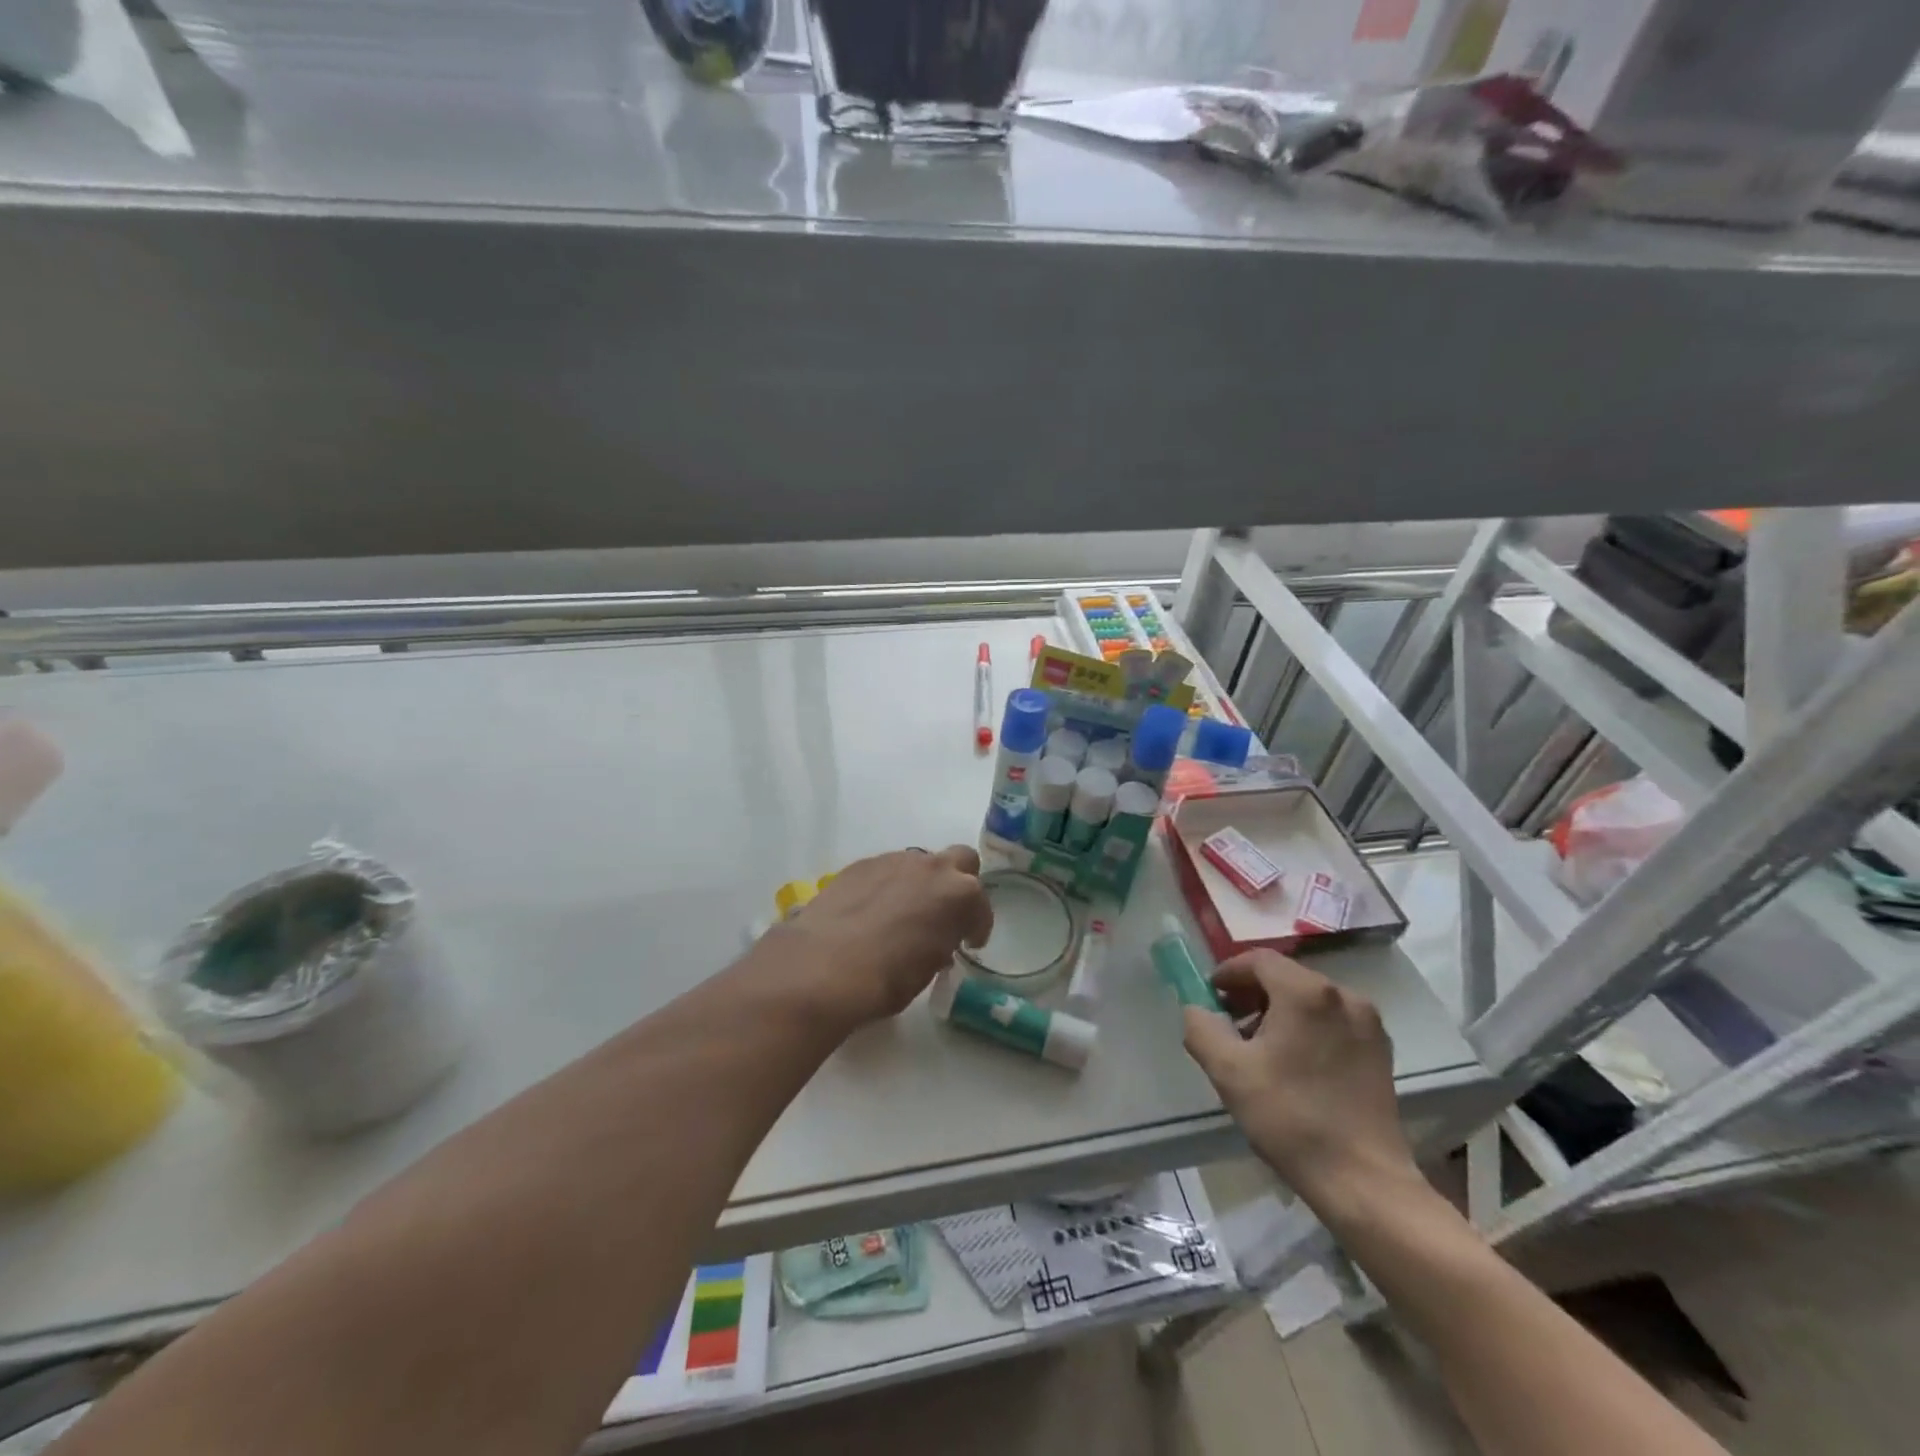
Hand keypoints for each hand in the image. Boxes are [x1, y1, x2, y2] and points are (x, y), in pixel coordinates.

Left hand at [764, 846, 991, 1028]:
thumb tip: (936, 941)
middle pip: (961, 860)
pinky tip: (872, 912)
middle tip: (945, 913)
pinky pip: (886, 870)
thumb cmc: (887, 978)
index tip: (968, 942)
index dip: (977, 925)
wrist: (824, 966)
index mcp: (959, 894)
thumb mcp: (928, 968)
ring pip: (920, 864)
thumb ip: (941, 943)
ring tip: (902, 914)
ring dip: (920, 884)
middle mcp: (932, 868)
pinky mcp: (861, 864)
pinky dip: (887, 886)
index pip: (980, 905)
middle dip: (958, 883)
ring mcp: (894, 861)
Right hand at [1182, 950, 1421, 1219]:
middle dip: (1253, 993)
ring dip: (1279, 1010)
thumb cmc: (1290, 1118)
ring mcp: (1368, 1022)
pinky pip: (1333, 1020)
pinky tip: (1294, 1062)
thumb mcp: (1228, 1071)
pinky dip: (1307, 1026)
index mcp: (1306, 992)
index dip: (1229, 973)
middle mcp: (1343, 995)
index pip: (1259, 960)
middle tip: (1229, 1021)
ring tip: (1258, 1046)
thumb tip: (1197, 1009)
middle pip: (1286, 976)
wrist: (1362, 1180)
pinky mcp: (1380, 1049)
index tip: (1211, 997)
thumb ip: (1201, 1028)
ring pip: (1310, 998)